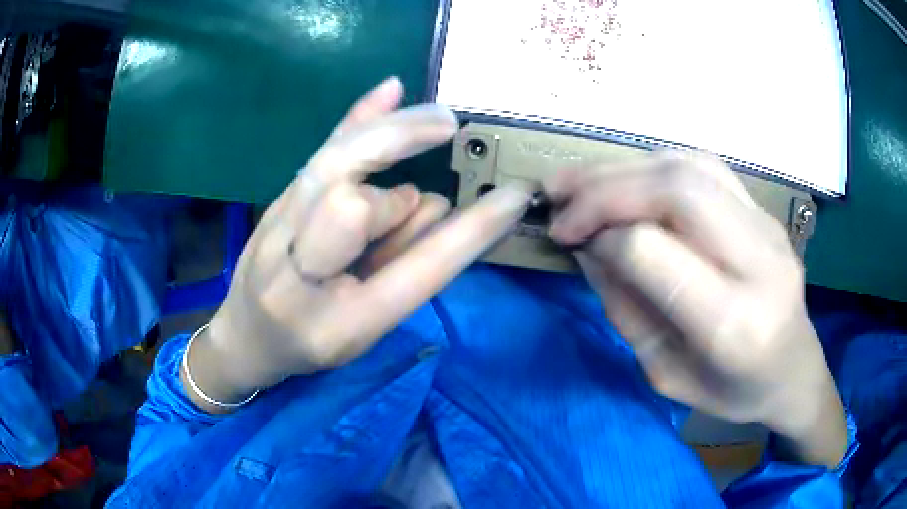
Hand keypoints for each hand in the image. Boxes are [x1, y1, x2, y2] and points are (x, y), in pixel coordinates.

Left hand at [184, 77, 530, 412]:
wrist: (245, 341)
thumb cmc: (311, 347)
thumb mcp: (366, 332)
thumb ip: (403, 271)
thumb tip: (437, 204)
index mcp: (339, 325)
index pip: (417, 271)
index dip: (471, 230)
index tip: (512, 195)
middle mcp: (297, 276)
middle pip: (351, 205)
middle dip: (398, 196)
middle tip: (446, 143)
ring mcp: (275, 232)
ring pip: (333, 167)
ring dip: (389, 142)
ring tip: (433, 124)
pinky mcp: (273, 205)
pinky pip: (320, 153)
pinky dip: (356, 119)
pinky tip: (388, 90)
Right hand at [544, 152, 846, 467]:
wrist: (792, 370)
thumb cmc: (731, 391)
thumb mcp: (665, 373)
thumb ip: (626, 308)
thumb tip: (588, 245)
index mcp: (731, 324)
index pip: (652, 250)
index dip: (602, 236)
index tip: (572, 241)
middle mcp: (757, 262)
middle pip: (675, 189)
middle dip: (605, 187)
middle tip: (559, 197)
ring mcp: (766, 227)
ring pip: (688, 166)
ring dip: (625, 167)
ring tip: (582, 181)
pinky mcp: (764, 211)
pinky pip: (704, 167)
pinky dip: (655, 165)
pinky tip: (631, 181)